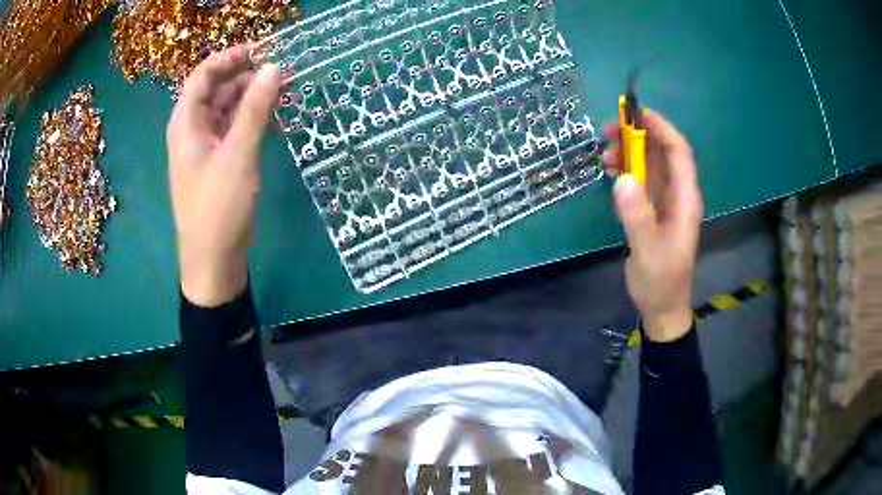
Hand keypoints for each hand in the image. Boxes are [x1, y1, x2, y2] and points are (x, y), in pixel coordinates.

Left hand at [167, 45, 280, 306]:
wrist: (213, 260)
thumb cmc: (217, 207)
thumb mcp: (237, 154)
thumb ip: (255, 109)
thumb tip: (274, 67)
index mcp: (186, 123)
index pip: (202, 75)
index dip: (230, 57)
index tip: (262, 49)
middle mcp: (192, 129)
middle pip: (216, 89)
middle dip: (246, 76)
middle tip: (282, 71)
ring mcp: (205, 146)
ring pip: (227, 109)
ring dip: (253, 98)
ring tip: (284, 91)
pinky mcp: (218, 162)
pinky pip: (234, 129)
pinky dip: (252, 120)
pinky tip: (275, 118)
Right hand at [603, 109, 702, 341]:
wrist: (662, 308)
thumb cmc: (661, 281)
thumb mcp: (649, 251)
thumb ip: (638, 216)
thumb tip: (622, 177)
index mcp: (685, 199)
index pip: (679, 152)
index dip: (661, 128)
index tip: (635, 113)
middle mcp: (678, 194)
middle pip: (662, 153)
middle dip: (639, 136)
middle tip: (608, 131)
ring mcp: (665, 202)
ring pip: (650, 165)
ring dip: (629, 152)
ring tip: (604, 153)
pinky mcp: (652, 211)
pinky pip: (641, 180)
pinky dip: (626, 170)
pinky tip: (610, 171)